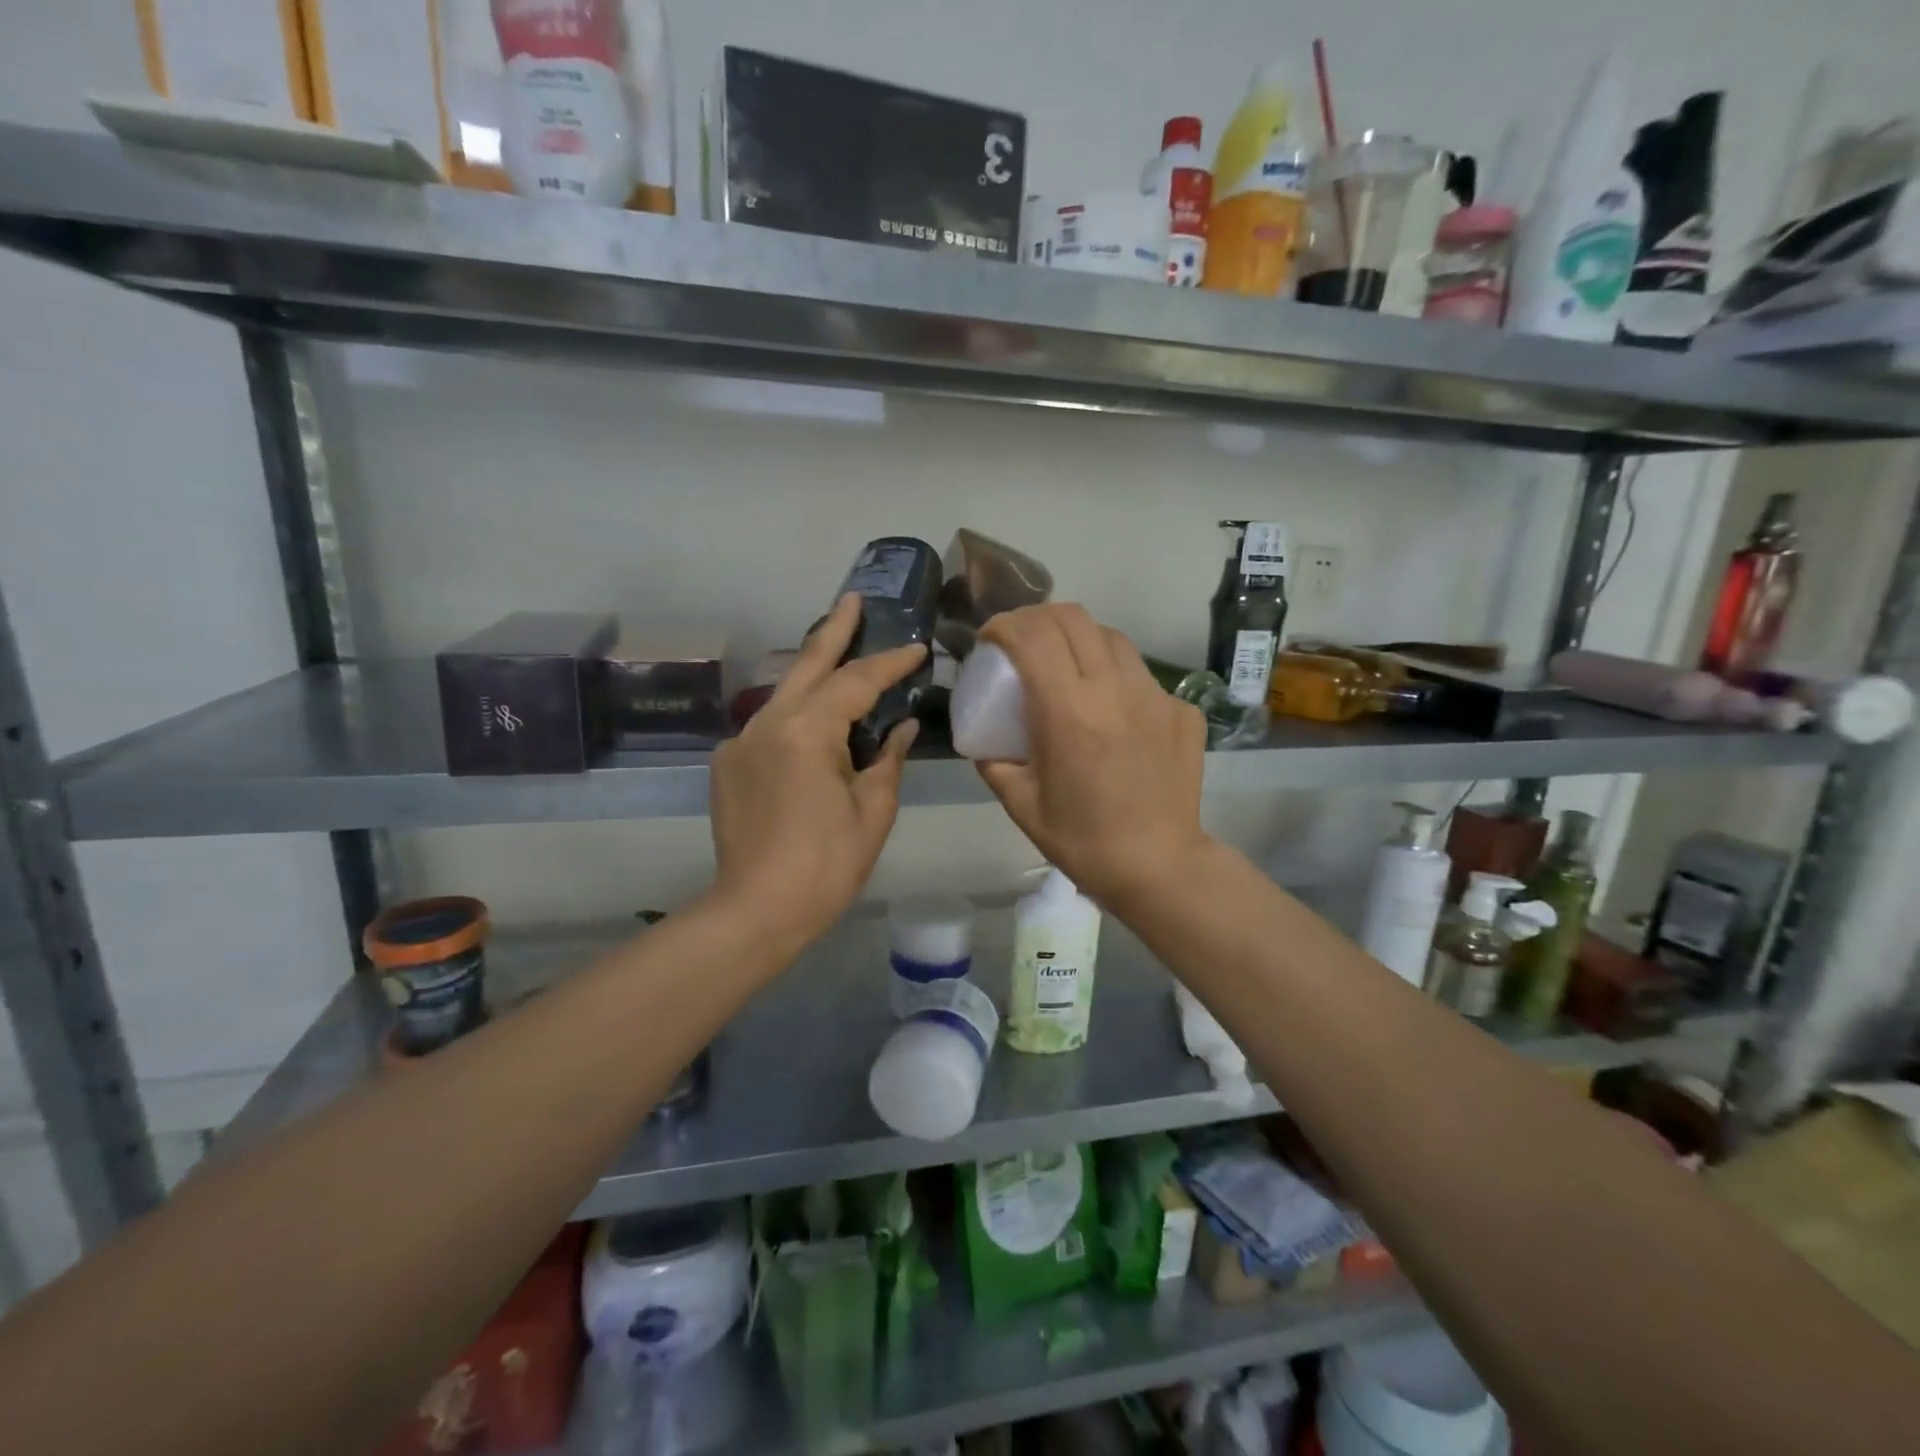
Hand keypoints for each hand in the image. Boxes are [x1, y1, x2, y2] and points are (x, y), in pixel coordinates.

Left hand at [707, 593, 924, 955]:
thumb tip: (899, 728)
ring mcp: (741, 741)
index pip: (856, 681)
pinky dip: (797, 715)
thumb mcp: (872, 811)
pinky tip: (814, 727)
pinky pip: (770, 725)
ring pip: (785, 693)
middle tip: (854, 599)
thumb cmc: (826, 865)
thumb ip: (887, 759)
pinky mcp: (728, 763)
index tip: (918, 648)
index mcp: (806, 731)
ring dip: (815, 672)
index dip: (890, 663)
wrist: (755, 911)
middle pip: (807, 664)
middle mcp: (766, 723)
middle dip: (834, 630)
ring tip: (840, 652)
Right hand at [976, 605, 1210, 908]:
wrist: (1159, 866)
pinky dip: (1116, 676)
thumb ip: (994, 763)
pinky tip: (1111, 709)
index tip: (990, 639)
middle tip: (1022, 641)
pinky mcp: (1182, 711)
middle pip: (1073, 618)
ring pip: (1112, 637)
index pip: (1032, 636)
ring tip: (1066, 664)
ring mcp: (1154, 696)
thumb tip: (985, 741)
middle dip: (1037, 618)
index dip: (1004, 625)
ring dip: (1079, 638)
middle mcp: (1113, 690)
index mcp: (1068, 711)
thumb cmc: (1082, 840)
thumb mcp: (1021, 804)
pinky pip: (1142, 675)